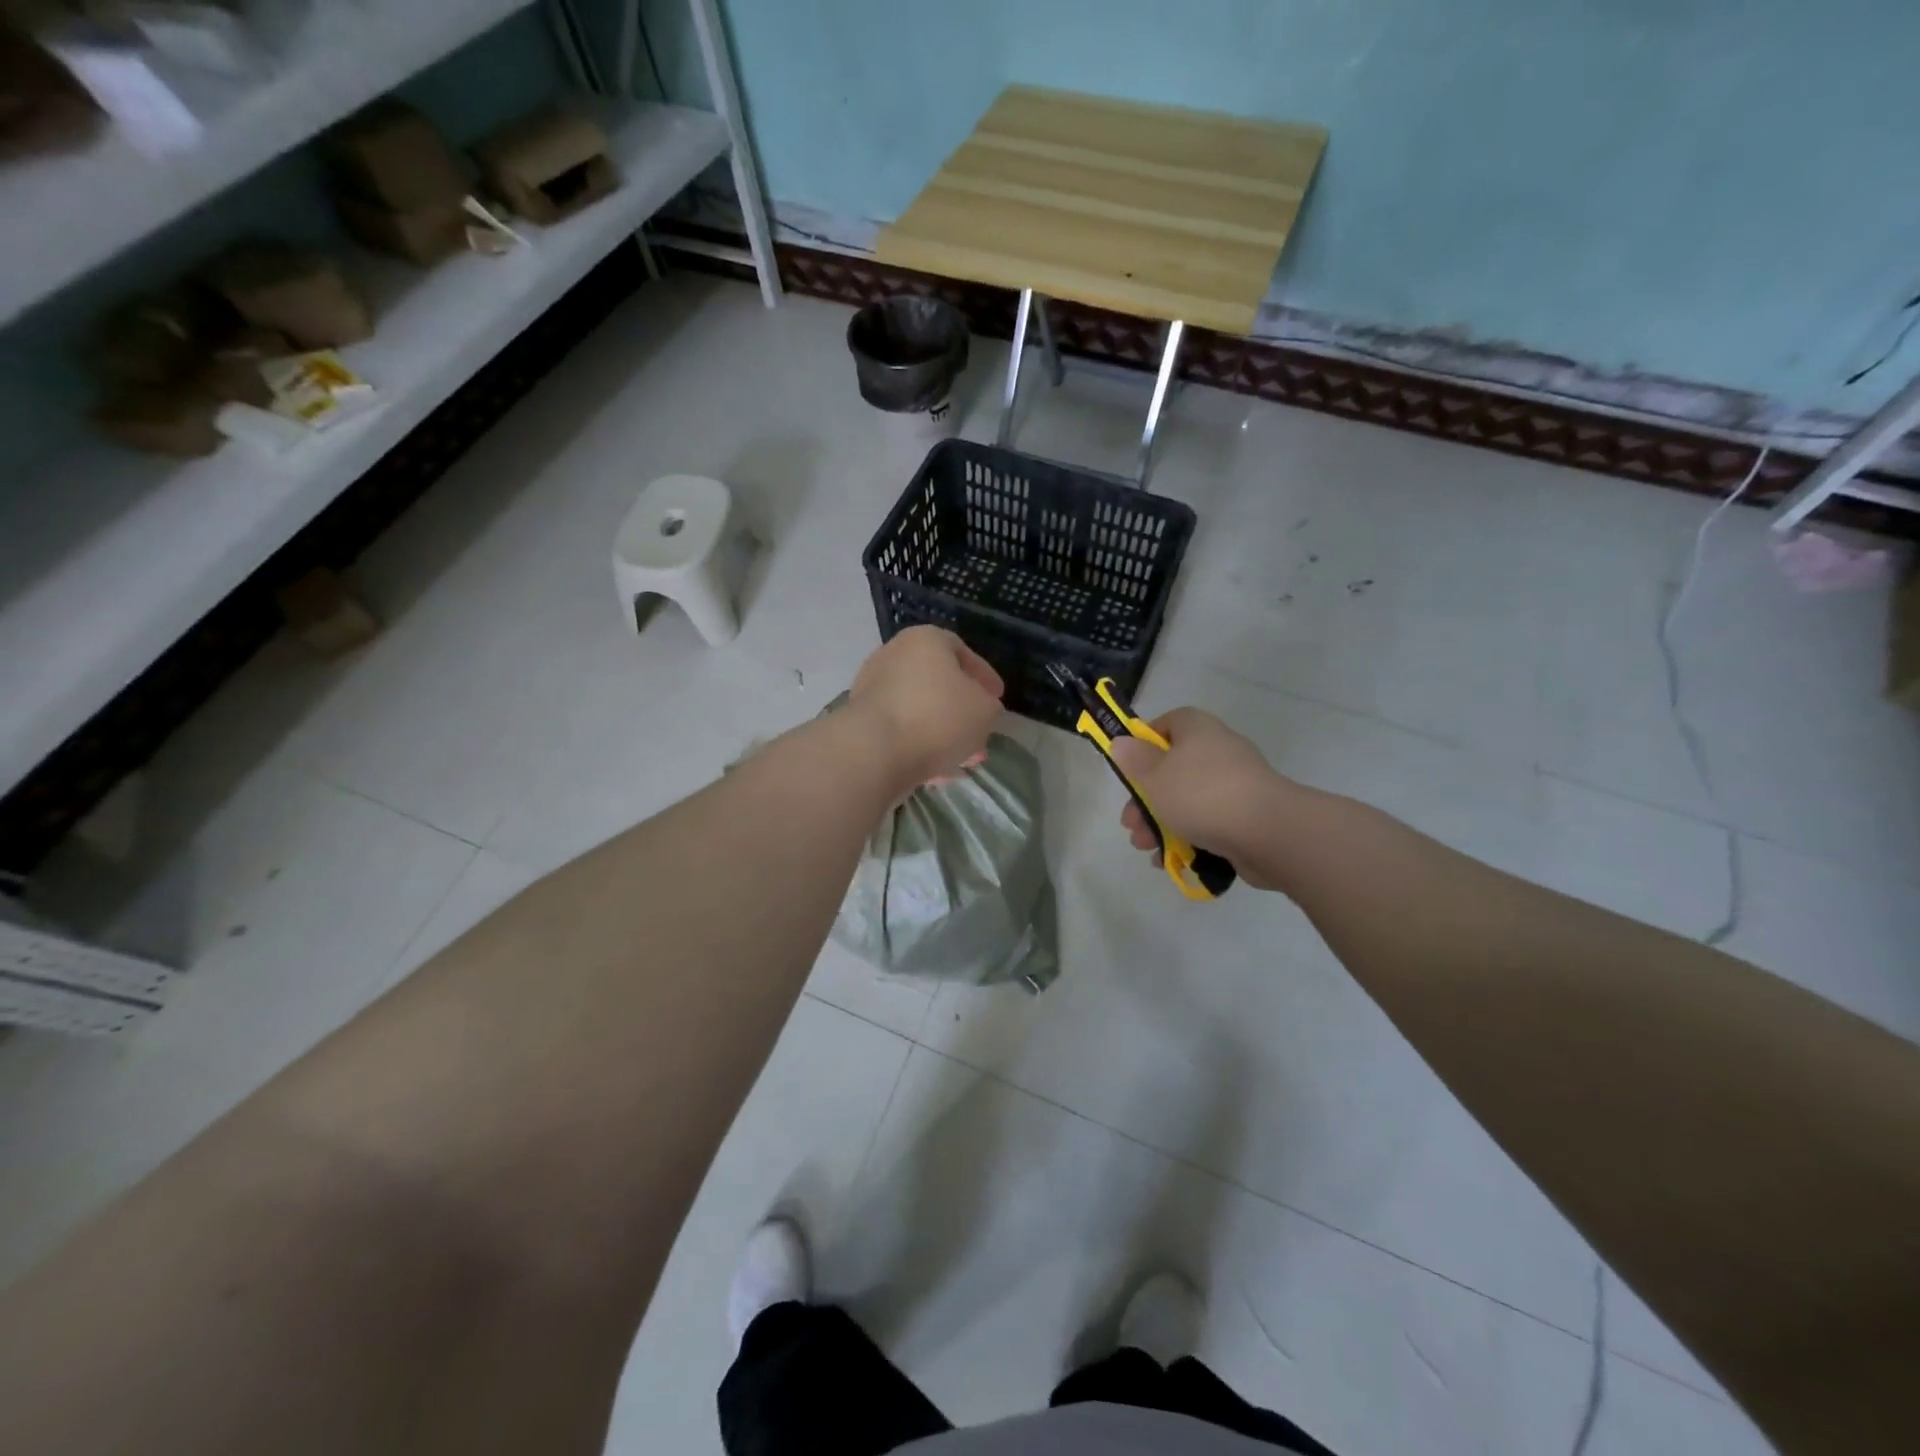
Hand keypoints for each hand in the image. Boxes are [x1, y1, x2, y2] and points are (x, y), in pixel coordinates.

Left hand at [849, 627, 1004, 786]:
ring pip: (919, 710)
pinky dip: (920, 745)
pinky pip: (900, 730)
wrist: (874, 751)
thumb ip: (989, 706)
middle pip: (938, 683)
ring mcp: (872, 689)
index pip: (962, 651)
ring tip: (963, 759)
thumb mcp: (985, 710)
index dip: (984, 677)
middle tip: (980, 733)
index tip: (997, 699)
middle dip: (962, 711)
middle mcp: (894, 656)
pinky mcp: (860, 721)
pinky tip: (937, 770)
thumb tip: (979, 709)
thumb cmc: (937, 717)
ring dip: (943, 733)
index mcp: (925, 640)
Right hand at [1109, 708, 1288, 889]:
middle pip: (1172, 768)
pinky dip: (1187, 837)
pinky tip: (1169, 858)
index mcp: (1197, 730)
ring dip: (1160, 823)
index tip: (1127, 770)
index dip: (1143, 744)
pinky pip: (1208, 822)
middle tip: (1130, 823)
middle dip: (1145, 799)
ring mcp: (1235, 784)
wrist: (1268, 833)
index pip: (1166, 724)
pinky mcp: (1246, 815)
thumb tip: (1122, 742)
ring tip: (1144, 847)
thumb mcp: (1153, 776)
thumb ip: (1133, 760)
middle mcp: (1218, 750)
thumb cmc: (1201, 795)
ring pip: (1187, 799)